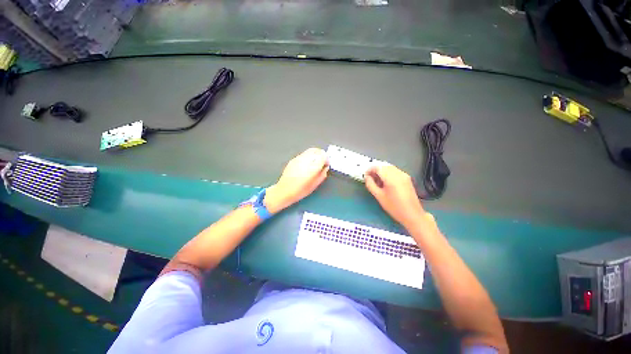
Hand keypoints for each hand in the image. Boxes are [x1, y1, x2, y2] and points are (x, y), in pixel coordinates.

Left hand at [264, 148, 328, 212]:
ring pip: (310, 150)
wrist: (284, 191)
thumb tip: (325, 167)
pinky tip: (307, 164)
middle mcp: (305, 161)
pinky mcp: (293, 159)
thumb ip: (322, 174)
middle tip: (322, 162)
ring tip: (315, 162)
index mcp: (312, 168)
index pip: (323, 156)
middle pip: (317, 151)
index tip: (326, 164)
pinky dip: (308, 156)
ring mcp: (298, 159)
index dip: (327, 159)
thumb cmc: (300, 191)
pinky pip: (304, 154)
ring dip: (315, 154)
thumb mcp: (315, 185)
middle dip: (321, 155)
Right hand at [364, 164, 425, 228]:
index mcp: (391, 178)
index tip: (365, 175)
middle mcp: (399, 174)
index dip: (370, 169)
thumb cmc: (394, 207)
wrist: (412, 214)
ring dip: (382, 171)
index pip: (378, 167)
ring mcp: (404, 175)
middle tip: (370, 178)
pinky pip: (395, 171)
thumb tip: (367, 177)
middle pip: (384, 166)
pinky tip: (385, 182)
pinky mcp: (407, 178)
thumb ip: (371, 185)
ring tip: (377, 181)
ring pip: (389, 168)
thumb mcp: (379, 196)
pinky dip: (388, 173)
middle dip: (375, 170)